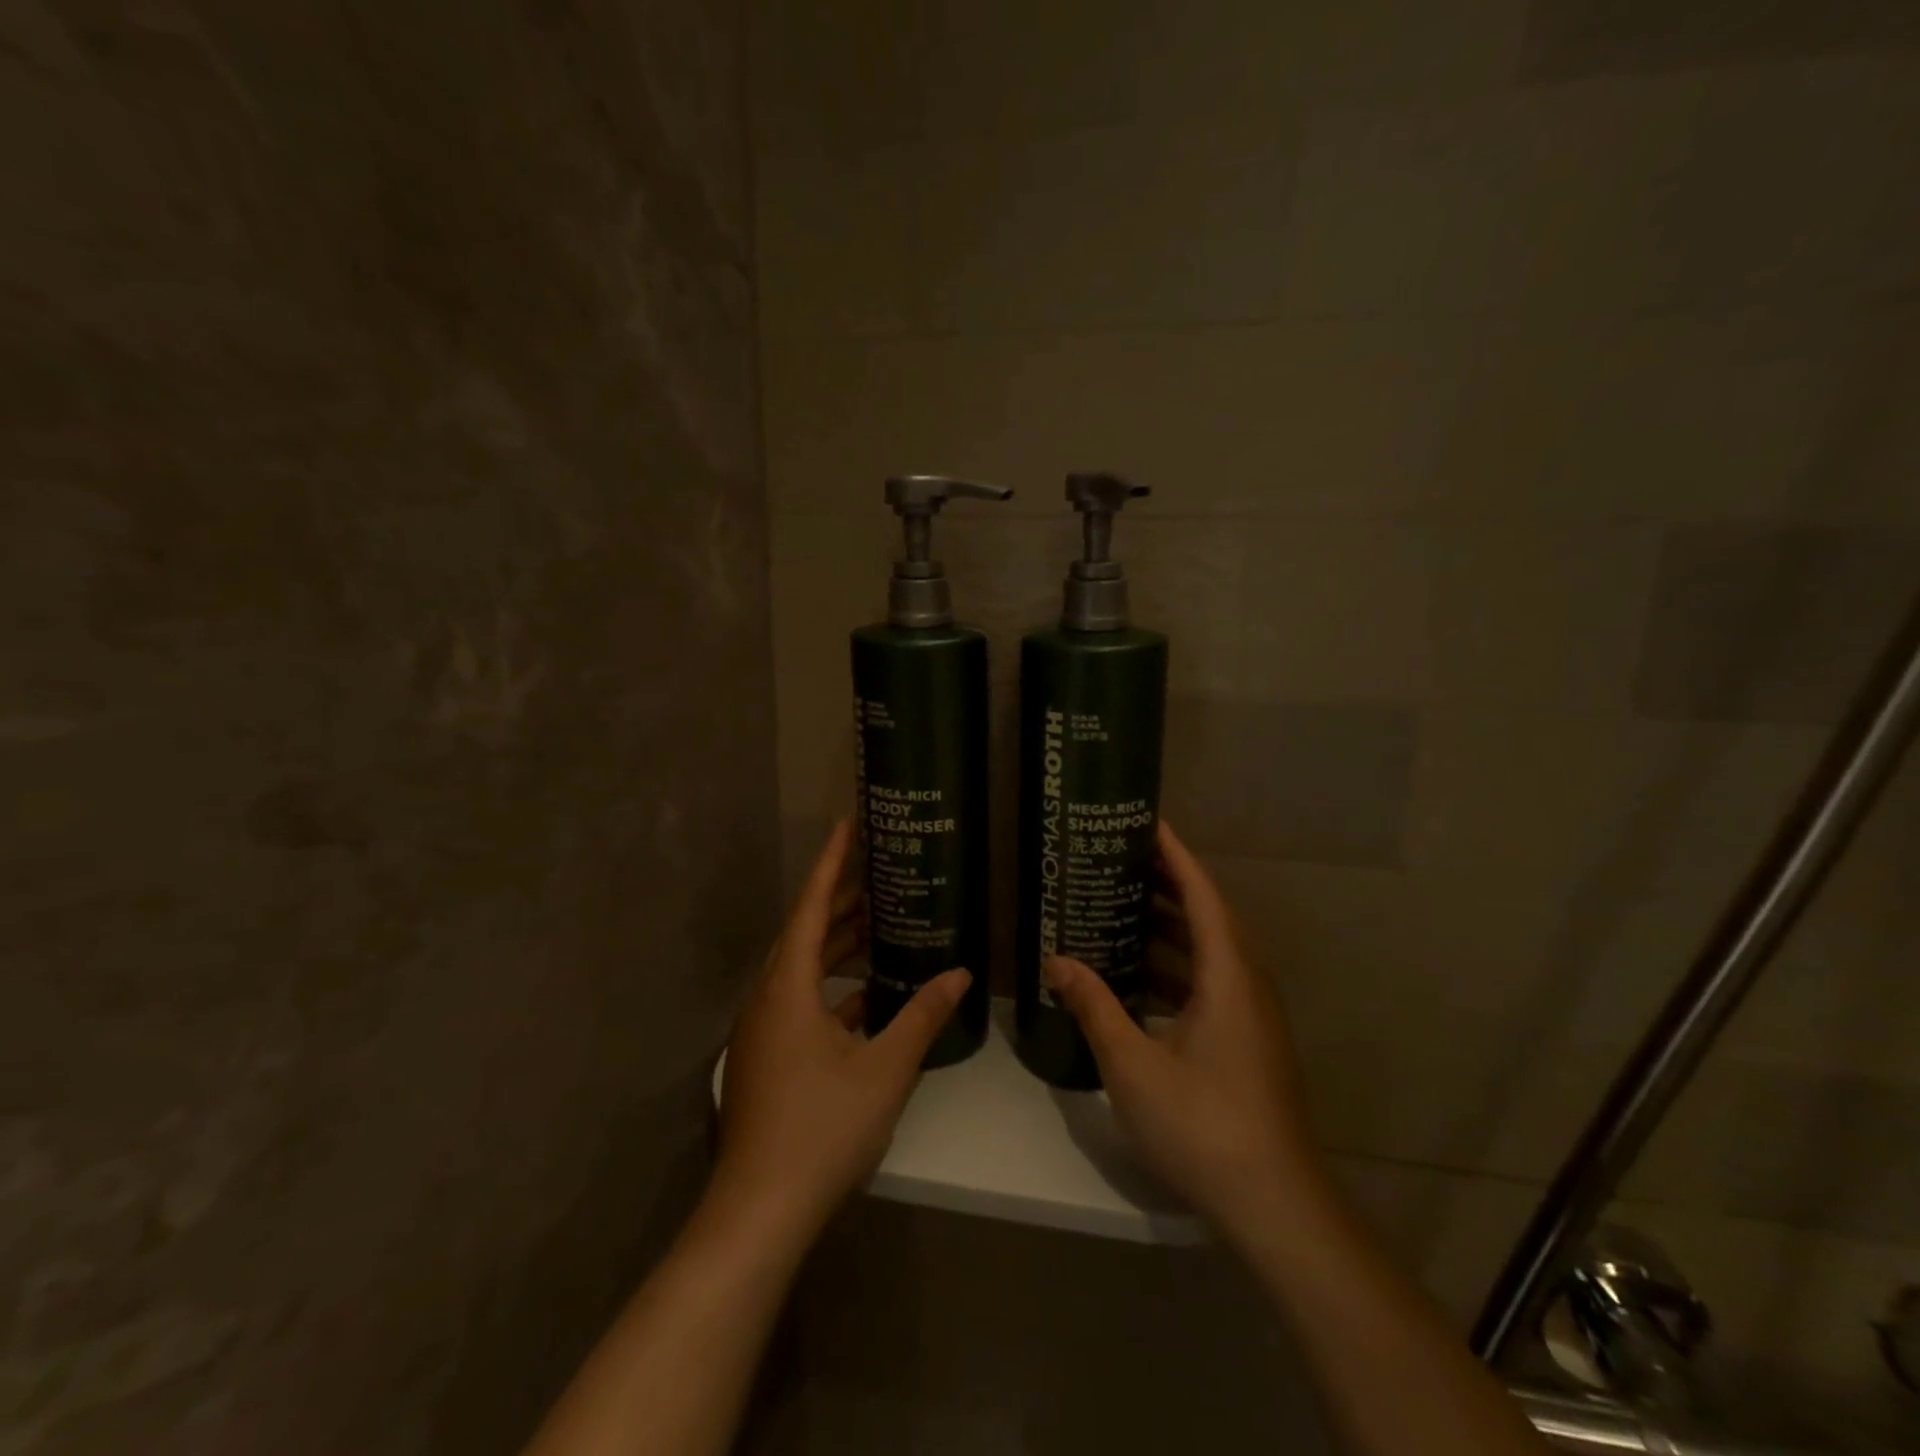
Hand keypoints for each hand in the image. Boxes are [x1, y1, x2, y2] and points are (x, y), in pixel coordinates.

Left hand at [714, 818, 968, 1244]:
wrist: (759, 1211)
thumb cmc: (822, 1128)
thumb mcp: (885, 1068)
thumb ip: (923, 1016)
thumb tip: (961, 974)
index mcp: (787, 987)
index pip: (811, 905)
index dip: (831, 862)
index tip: (848, 824)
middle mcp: (768, 998)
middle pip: (805, 932)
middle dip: (841, 900)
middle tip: (879, 871)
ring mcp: (763, 1030)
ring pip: (802, 969)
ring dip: (838, 946)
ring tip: (880, 923)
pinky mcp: (768, 1058)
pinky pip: (801, 1001)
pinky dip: (833, 988)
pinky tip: (869, 996)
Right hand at [1043, 820, 1326, 1245]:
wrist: (1275, 1206)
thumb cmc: (1203, 1125)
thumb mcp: (1133, 1064)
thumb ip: (1095, 1006)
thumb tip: (1057, 960)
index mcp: (1227, 976)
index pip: (1202, 895)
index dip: (1175, 855)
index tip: (1146, 823)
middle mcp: (1246, 985)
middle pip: (1208, 916)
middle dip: (1167, 884)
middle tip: (1120, 860)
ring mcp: (1250, 1016)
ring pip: (1209, 952)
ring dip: (1169, 927)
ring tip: (1120, 907)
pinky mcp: (1247, 1042)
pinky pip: (1209, 982)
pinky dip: (1174, 967)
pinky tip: (1137, 976)